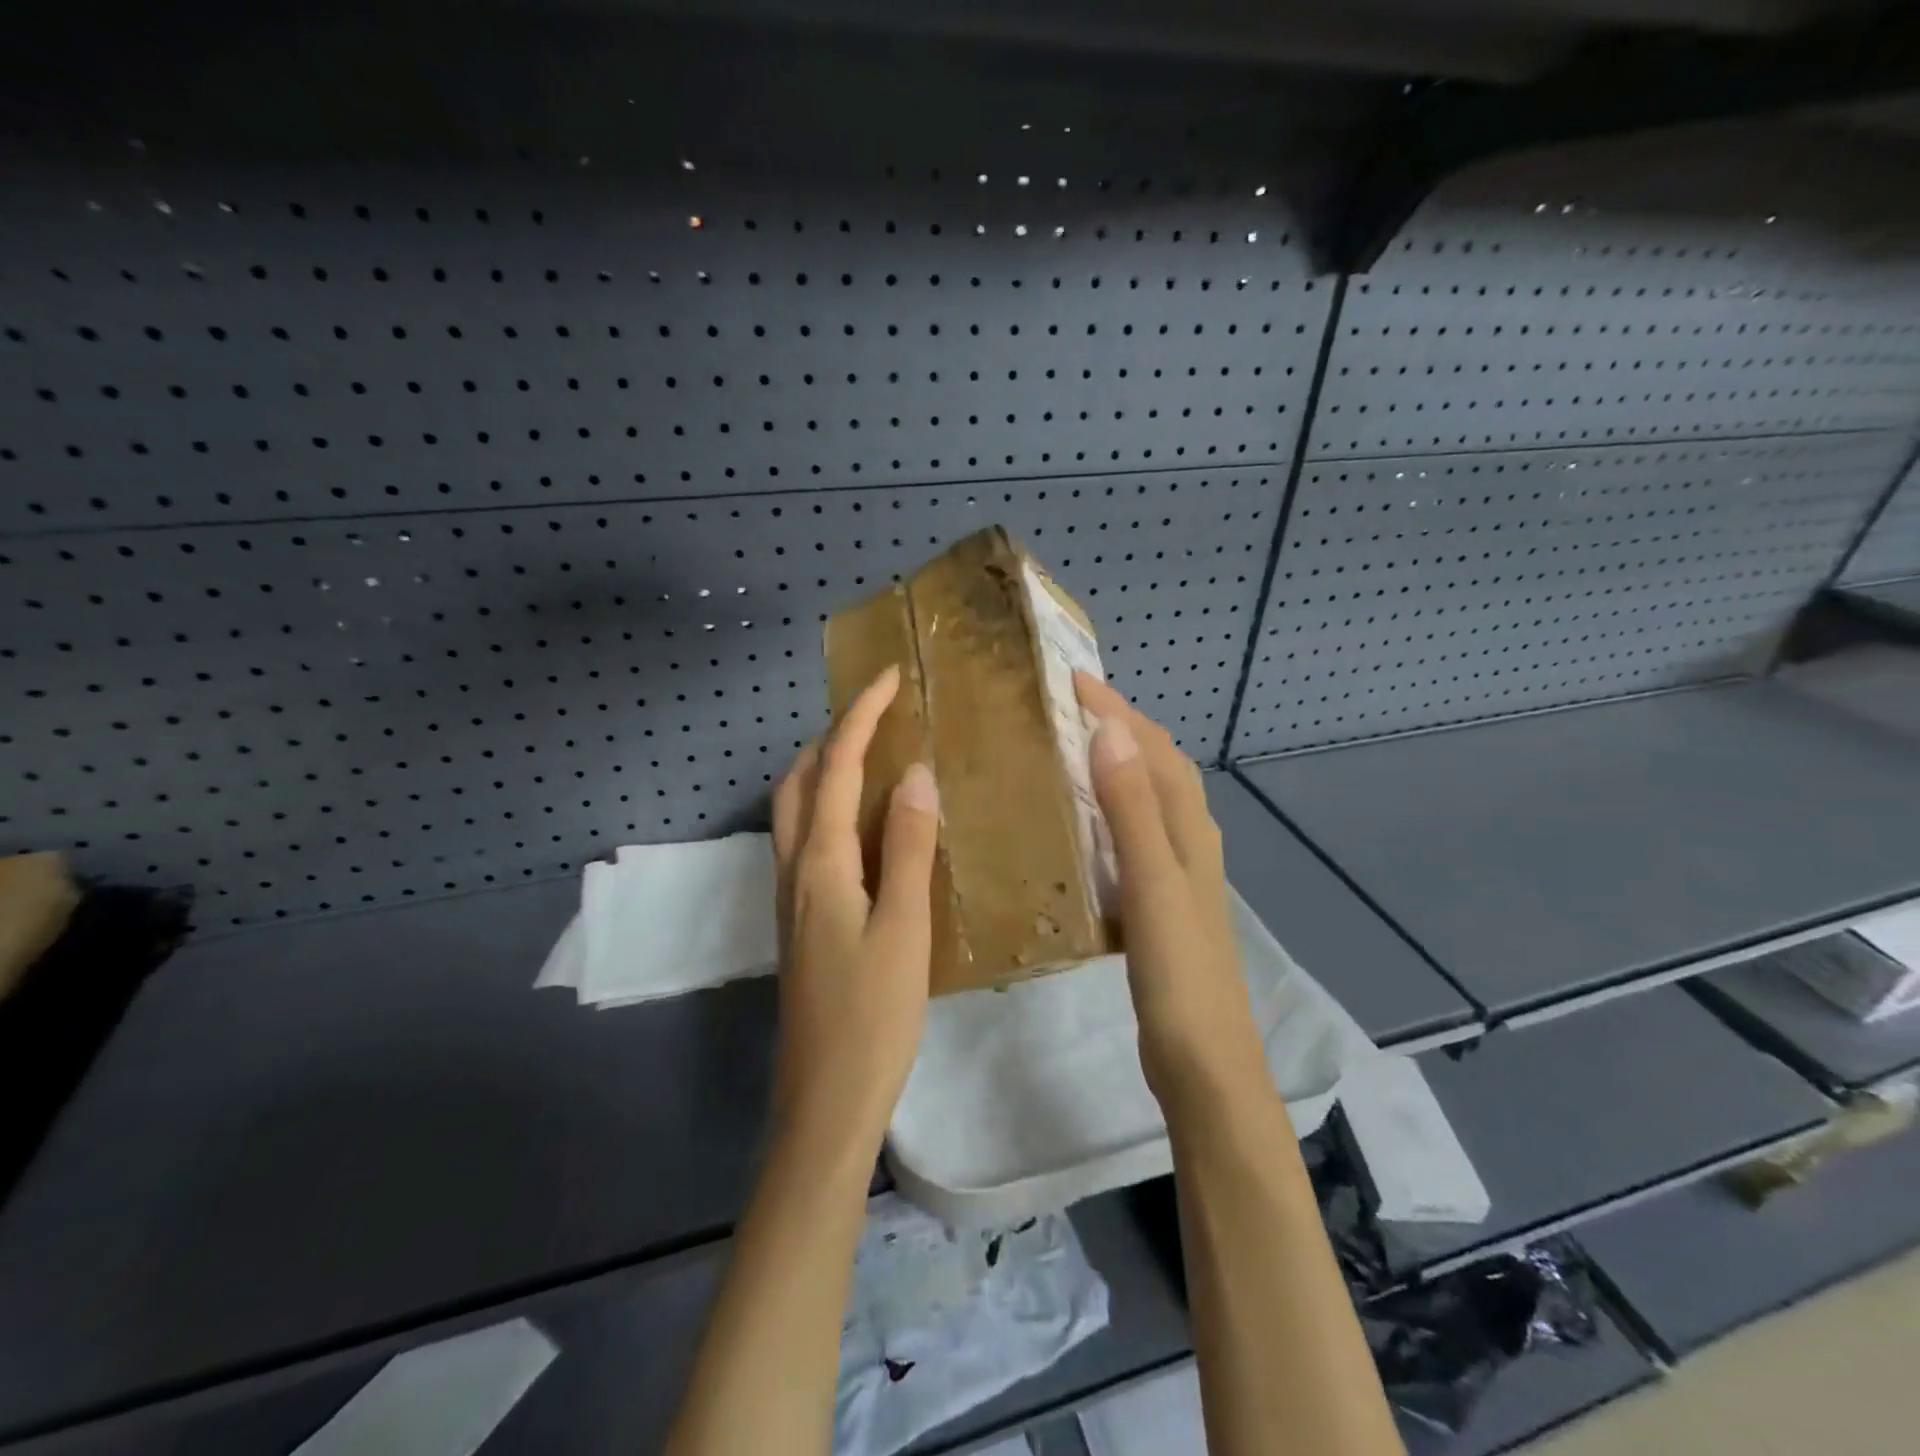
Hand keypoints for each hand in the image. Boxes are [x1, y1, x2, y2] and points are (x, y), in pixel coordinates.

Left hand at [770, 665, 940, 1150]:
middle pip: (799, 782)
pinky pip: (806, 842)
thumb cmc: (872, 1018)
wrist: (825, 1103)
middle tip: (879, 717)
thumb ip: (909, 849)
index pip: (835, 768)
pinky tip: (865, 828)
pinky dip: (828, 809)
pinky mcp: (799, 923)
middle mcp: (794, 871)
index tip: (888, 679)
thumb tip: (915, 775)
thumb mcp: (904, 929)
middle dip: (831, 737)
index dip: (859, 717)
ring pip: (795, 812)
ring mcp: (790, 899)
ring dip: (824, 771)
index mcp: (820, 864)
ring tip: (872, 758)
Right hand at [1074, 673, 1268, 1119]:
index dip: (1115, 709)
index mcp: (1189, 829)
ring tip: (1064, 751)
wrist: (1205, 1061)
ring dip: (1113, 765)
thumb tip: (1110, 729)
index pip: (1153, 748)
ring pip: (1145, 799)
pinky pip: (1132, 835)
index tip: (1067, 679)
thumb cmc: (1179, 971)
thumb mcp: (1152, 883)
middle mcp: (1188, 841)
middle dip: (1117, 726)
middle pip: (1156, 766)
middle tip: (1062, 708)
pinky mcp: (1159, 901)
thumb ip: (1131, 809)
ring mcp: (1176, 873)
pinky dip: (1108, 810)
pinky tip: (1078, 826)